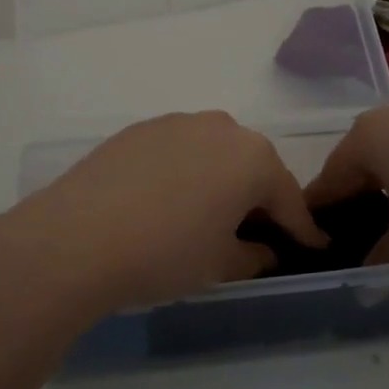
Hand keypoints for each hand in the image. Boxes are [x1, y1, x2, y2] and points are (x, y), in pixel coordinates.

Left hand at [0, 111, 324, 319]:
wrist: (76, 238)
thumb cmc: (164, 253)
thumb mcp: (218, 265)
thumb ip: (251, 255)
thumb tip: (263, 250)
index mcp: (251, 158)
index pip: (288, 197)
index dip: (302, 228)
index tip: (313, 245)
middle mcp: (220, 128)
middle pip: (252, 166)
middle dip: (259, 198)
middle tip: (258, 232)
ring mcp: (175, 123)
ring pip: (213, 153)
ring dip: (220, 180)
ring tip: (210, 215)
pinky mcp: (138, 129)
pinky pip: (177, 151)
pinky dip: (184, 173)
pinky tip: (167, 201)